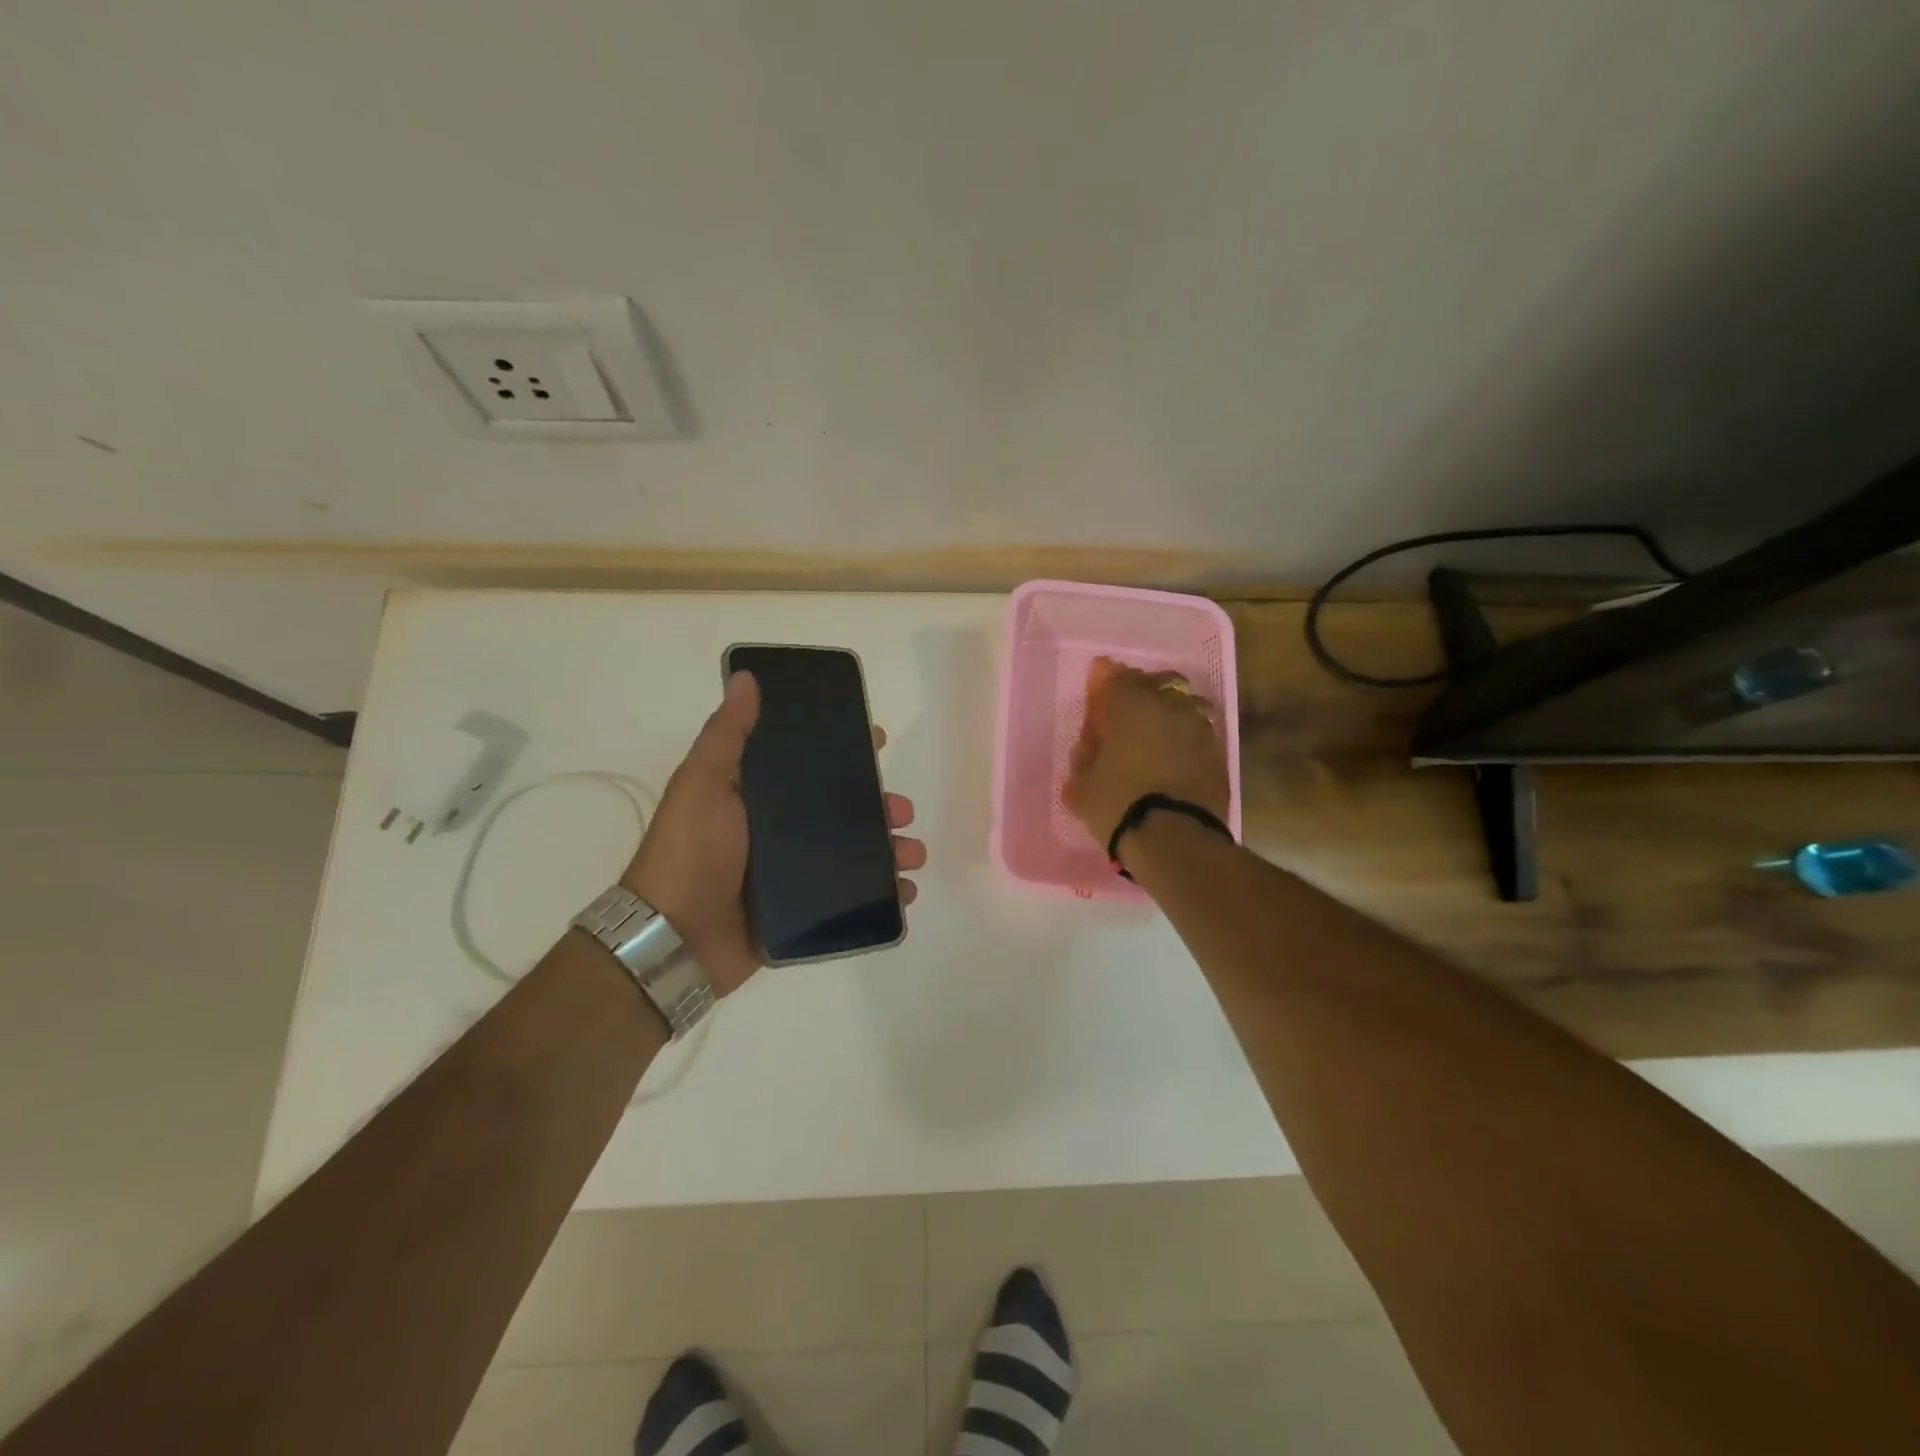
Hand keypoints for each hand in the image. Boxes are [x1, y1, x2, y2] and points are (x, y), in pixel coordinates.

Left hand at [622, 671, 925, 997]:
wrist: (674, 940)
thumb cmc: (691, 852)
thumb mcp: (704, 784)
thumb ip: (728, 735)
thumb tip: (745, 678)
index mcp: (759, 795)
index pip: (811, 763)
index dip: (846, 749)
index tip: (878, 740)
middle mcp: (779, 830)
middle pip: (842, 810)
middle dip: (879, 806)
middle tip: (902, 811)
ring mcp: (793, 873)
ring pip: (855, 853)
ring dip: (890, 850)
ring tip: (912, 856)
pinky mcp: (803, 911)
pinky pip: (852, 899)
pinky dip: (883, 895)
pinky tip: (904, 893)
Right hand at [1063, 656, 1229, 850]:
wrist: (1174, 838)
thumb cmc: (1119, 804)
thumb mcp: (1082, 785)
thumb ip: (1085, 757)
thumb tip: (1089, 748)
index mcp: (1132, 705)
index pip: (1115, 676)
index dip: (1104, 679)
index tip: (1098, 684)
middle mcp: (1169, 706)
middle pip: (1157, 683)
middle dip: (1142, 690)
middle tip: (1128, 710)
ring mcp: (1198, 727)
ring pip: (1184, 704)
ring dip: (1170, 711)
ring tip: (1157, 733)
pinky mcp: (1217, 753)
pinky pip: (1198, 732)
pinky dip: (1185, 737)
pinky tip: (1175, 756)